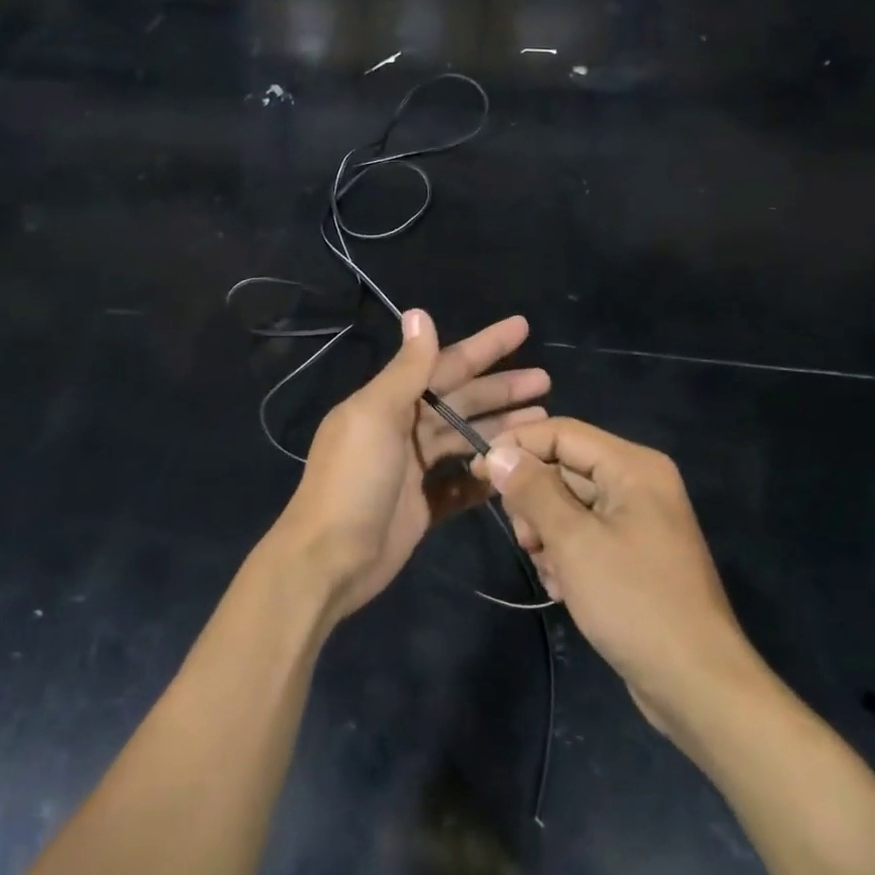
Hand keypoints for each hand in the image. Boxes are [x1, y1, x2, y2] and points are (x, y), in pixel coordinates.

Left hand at [273, 311, 548, 622]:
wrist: (329, 560)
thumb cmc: (353, 481)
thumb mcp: (376, 416)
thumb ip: (406, 369)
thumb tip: (419, 313)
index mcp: (389, 402)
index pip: (445, 364)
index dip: (484, 346)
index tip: (522, 328)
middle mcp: (403, 429)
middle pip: (462, 401)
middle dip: (501, 389)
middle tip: (546, 380)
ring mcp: (414, 469)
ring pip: (466, 439)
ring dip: (501, 428)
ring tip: (543, 419)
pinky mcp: (424, 505)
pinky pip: (463, 484)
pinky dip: (485, 476)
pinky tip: (517, 467)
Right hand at [474, 419, 752, 736]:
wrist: (696, 684)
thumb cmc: (634, 602)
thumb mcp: (574, 542)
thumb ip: (533, 491)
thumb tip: (498, 454)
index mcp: (633, 467)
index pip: (562, 433)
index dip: (517, 446)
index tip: (478, 473)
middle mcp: (638, 483)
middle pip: (564, 468)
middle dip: (534, 501)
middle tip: (525, 539)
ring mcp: (638, 520)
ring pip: (569, 505)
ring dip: (547, 534)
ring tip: (549, 570)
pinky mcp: (633, 553)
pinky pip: (584, 534)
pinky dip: (566, 555)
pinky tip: (564, 587)